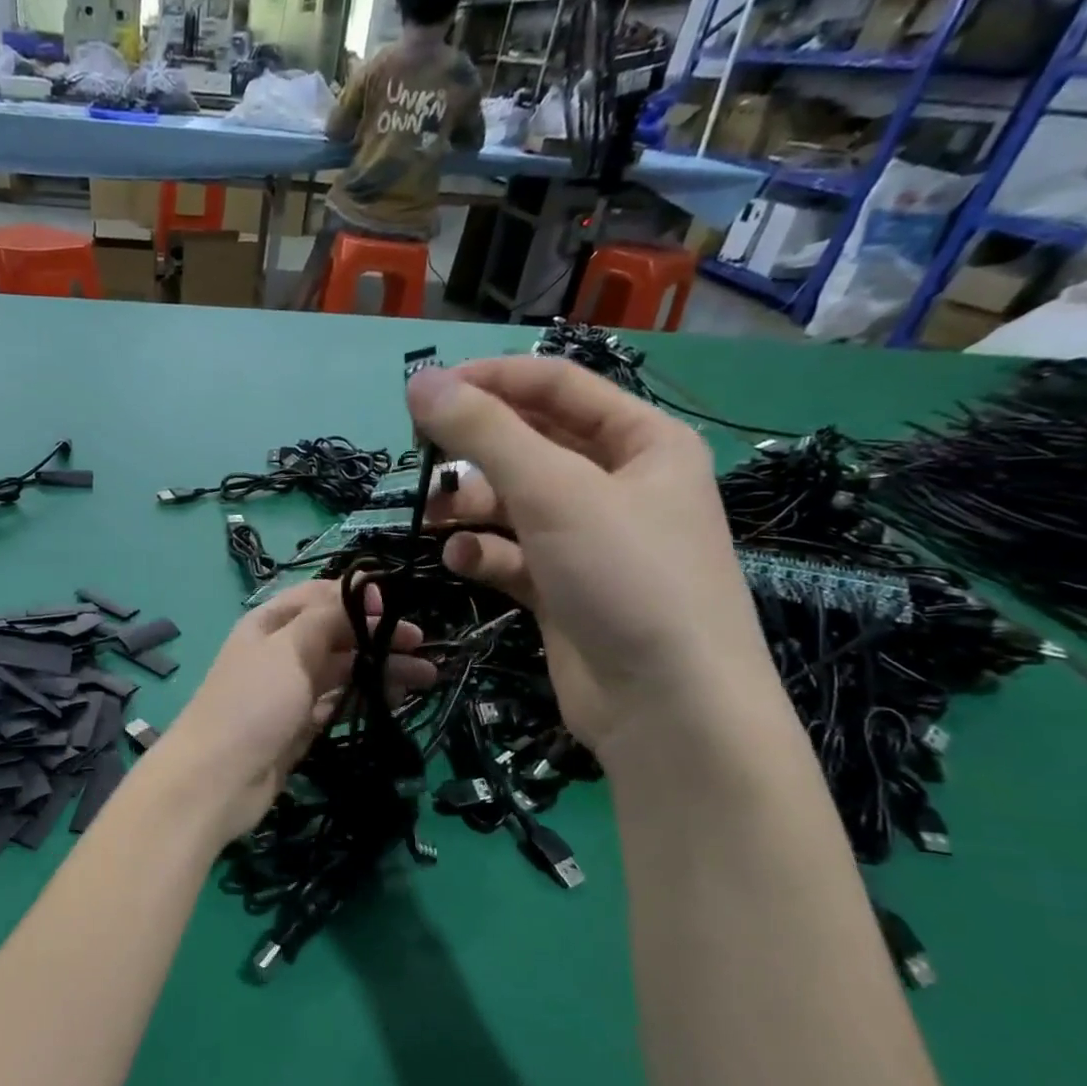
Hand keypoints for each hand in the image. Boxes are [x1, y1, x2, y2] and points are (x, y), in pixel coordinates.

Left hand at [162, 581, 435, 838]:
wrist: (217, 779)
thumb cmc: (253, 703)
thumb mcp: (289, 649)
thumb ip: (327, 618)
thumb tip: (362, 589)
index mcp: (270, 623)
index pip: (319, 597)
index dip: (356, 598)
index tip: (394, 606)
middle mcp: (281, 651)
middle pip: (336, 634)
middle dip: (377, 635)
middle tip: (420, 644)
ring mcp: (291, 690)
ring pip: (343, 670)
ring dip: (380, 668)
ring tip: (425, 676)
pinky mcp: (301, 725)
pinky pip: (339, 702)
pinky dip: (366, 697)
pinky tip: (396, 697)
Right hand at [405, 357, 771, 756]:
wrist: (667, 705)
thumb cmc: (625, 576)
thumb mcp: (554, 490)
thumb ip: (483, 432)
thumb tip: (419, 380)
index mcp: (642, 442)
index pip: (557, 387)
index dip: (490, 382)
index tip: (424, 392)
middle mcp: (618, 486)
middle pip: (531, 447)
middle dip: (475, 454)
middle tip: (422, 464)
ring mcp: (589, 543)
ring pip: (514, 505)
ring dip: (471, 508)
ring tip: (434, 520)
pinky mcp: (563, 591)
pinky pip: (512, 556)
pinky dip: (484, 555)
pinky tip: (461, 562)